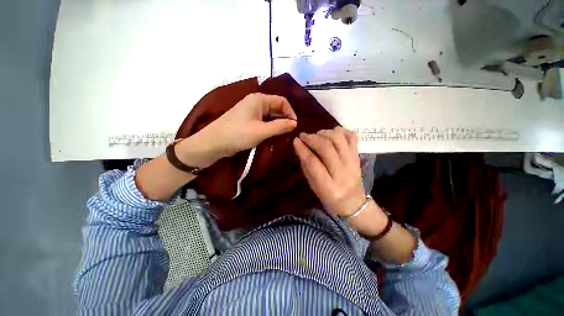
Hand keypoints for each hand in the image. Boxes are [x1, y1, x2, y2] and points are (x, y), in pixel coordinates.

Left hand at [176, 93, 297, 167]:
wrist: (214, 143)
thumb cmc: (238, 134)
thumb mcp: (262, 131)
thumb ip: (280, 126)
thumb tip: (295, 123)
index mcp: (259, 99)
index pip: (282, 101)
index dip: (291, 112)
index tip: (295, 126)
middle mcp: (256, 102)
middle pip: (276, 107)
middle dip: (285, 118)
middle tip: (291, 132)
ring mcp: (251, 111)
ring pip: (270, 115)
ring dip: (278, 124)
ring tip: (284, 135)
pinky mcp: (248, 120)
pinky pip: (264, 121)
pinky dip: (270, 127)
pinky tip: (274, 135)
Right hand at [293, 127, 365, 216]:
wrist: (353, 202)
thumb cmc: (329, 197)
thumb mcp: (314, 186)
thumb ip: (307, 167)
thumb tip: (300, 147)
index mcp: (328, 187)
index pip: (313, 162)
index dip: (302, 149)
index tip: (295, 140)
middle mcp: (343, 173)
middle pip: (327, 148)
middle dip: (312, 138)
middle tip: (303, 136)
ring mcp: (353, 163)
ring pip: (339, 139)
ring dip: (325, 133)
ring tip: (317, 135)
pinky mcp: (358, 157)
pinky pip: (352, 137)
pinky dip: (341, 131)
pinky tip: (332, 134)